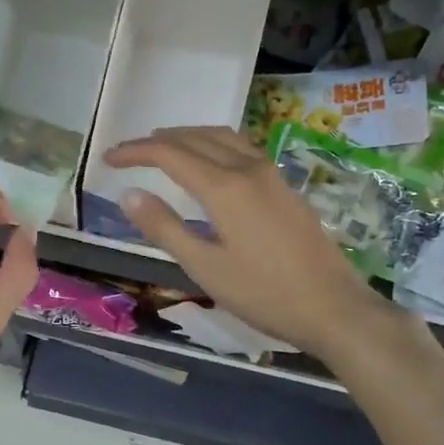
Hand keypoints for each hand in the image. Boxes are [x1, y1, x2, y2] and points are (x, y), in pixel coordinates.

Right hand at [104, 126, 388, 358]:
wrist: (334, 308)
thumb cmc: (264, 294)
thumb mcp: (205, 267)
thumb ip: (166, 228)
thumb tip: (129, 194)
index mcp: (225, 187)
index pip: (170, 154)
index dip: (136, 152)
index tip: (108, 158)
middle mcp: (249, 169)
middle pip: (196, 138)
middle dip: (159, 141)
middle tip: (130, 153)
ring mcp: (273, 175)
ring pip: (223, 137)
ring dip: (189, 137)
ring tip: (164, 148)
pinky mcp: (286, 187)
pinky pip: (242, 148)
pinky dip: (215, 145)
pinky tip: (211, 164)